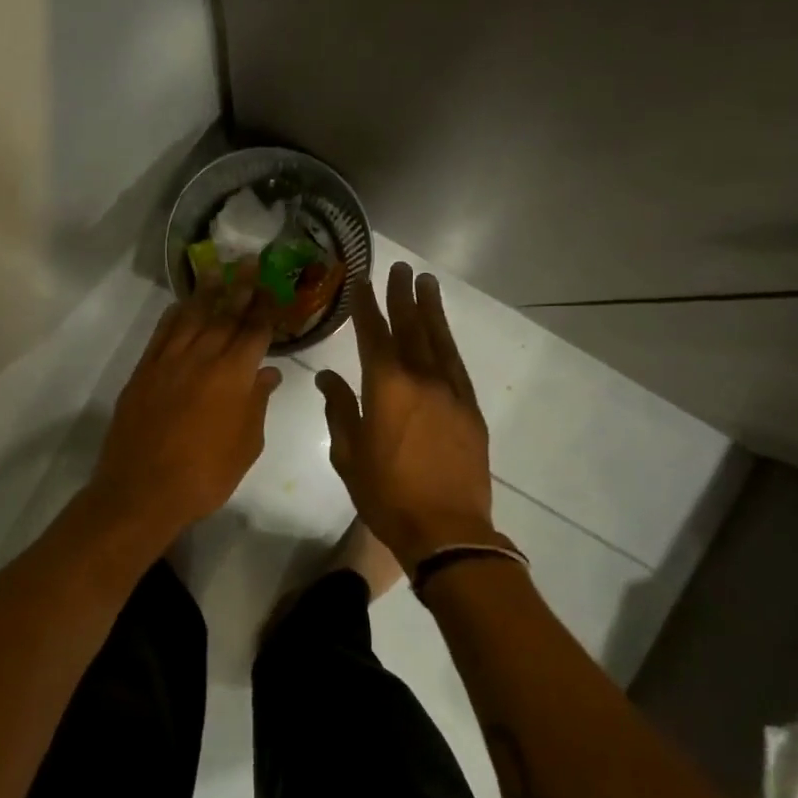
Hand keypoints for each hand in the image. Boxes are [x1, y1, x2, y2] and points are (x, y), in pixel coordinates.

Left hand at [89, 268, 281, 539]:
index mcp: (233, 376)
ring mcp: (169, 362)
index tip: (275, 284)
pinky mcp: (144, 371)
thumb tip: (267, 374)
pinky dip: (175, 315)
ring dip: (206, 291)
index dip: (267, 306)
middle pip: (225, 315)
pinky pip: (162, 333)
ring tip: (217, 268)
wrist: (142, 491)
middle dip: (240, 287)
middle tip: (250, 261)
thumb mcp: (246, 445)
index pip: (255, 331)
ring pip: (192, 317)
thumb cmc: (205, 475)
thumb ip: (257, 404)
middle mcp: (202, 358)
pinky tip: (182, 304)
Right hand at [317, 263, 515, 573]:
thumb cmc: (386, 494)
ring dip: (431, 309)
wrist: (446, 529)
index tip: (362, 281)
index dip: (367, 305)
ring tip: (426, 282)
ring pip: (439, 339)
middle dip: (403, 295)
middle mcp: (421, 378)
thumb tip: (327, 377)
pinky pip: (457, 363)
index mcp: (386, 386)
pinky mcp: (470, 408)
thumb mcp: (348, 454)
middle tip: (400, 268)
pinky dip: (448, 341)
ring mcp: (451, 391)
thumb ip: (339, 409)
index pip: (373, 333)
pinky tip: (443, 332)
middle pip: (411, 326)